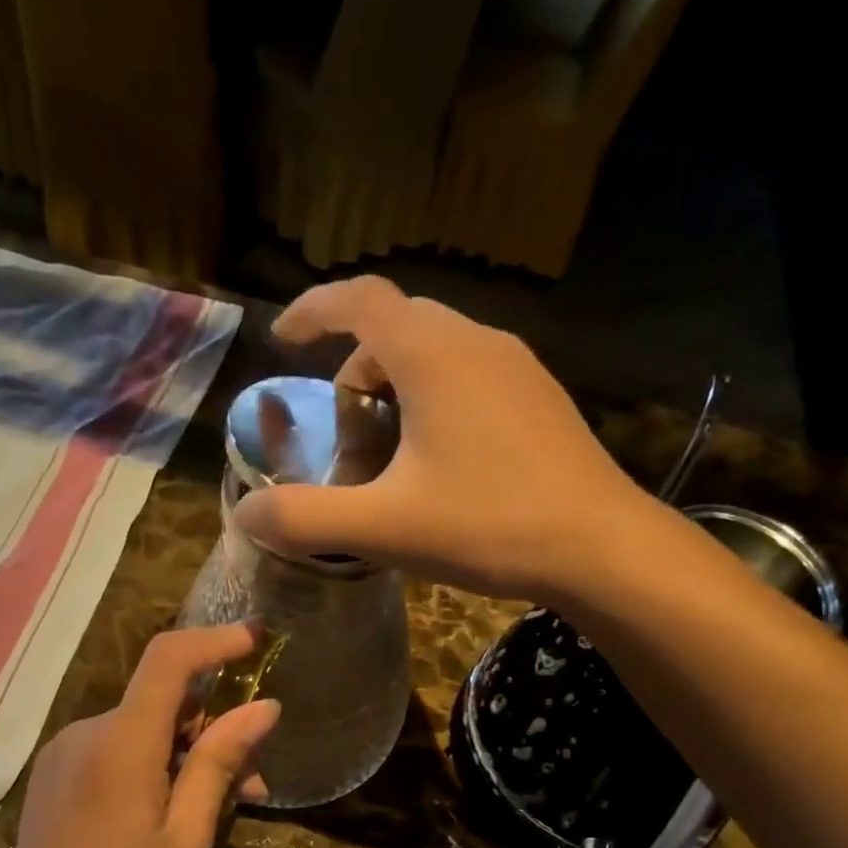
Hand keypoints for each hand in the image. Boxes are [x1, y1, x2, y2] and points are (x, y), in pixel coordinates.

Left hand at [0, 625, 279, 847]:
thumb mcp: (187, 838)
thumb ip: (219, 764)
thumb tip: (263, 708)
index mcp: (121, 744)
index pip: (169, 660)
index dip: (216, 640)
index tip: (257, 639)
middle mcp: (87, 732)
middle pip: (162, 701)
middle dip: (214, 729)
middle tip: (252, 783)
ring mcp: (65, 751)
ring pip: (142, 728)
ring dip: (186, 753)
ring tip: (218, 807)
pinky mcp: (56, 772)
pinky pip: (117, 748)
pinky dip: (154, 764)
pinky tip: (170, 809)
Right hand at [235, 276, 661, 602]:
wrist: (600, 547)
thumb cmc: (488, 526)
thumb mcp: (383, 527)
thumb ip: (306, 519)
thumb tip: (246, 515)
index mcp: (433, 355)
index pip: (360, 299)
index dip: (313, 309)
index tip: (283, 339)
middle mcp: (477, 342)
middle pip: (397, 325)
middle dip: (355, 364)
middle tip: (341, 427)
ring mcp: (518, 367)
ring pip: (437, 349)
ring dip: (397, 383)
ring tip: (388, 450)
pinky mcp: (541, 398)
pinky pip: (471, 373)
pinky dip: (435, 396)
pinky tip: (441, 460)